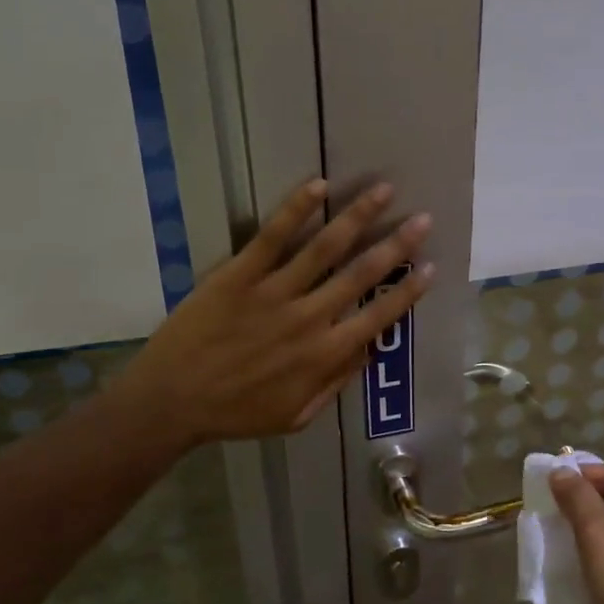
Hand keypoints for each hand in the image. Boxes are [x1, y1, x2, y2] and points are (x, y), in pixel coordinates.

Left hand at [117, 178, 433, 445]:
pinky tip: (318, 186)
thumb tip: (368, 350)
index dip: (408, 292)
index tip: (431, 268)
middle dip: (397, 244)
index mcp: (324, 355)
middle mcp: (308, 318)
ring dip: (358, 216)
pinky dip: (296, 209)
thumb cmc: (236, 413)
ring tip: (383, 190)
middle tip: (423, 219)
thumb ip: (335, 383)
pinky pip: (272, 237)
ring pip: (325, 248)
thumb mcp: (296, 416)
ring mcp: (273, 293)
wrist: (172, 401)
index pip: (378, 316)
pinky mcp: (238, 275)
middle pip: (362, 273)